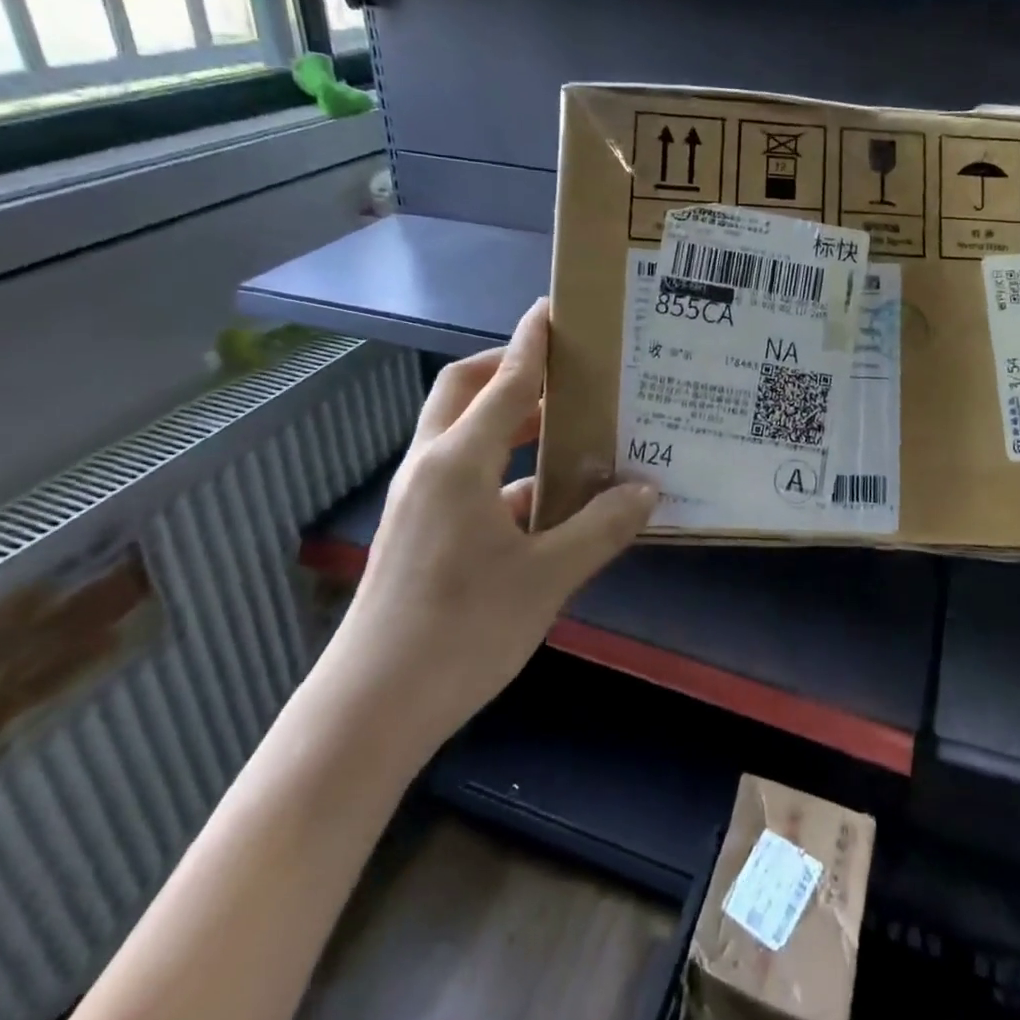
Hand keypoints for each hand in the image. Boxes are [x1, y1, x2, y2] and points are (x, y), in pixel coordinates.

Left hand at [340, 299, 656, 734]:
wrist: (371, 710)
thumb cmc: (462, 632)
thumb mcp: (546, 578)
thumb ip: (600, 528)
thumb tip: (647, 491)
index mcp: (459, 462)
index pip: (504, 382)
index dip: (531, 343)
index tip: (552, 308)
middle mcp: (432, 466)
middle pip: (465, 390)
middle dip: (509, 369)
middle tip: (562, 369)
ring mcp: (419, 498)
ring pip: (463, 433)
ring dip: (508, 419)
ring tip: (565, 425)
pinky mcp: (419, 529)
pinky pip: (464, 475)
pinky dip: (504, 468)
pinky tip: (547, 497)